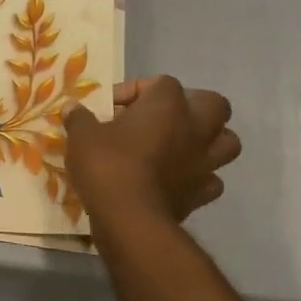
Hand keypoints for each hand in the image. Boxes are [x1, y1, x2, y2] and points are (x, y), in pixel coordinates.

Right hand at [64, 76, 240, 224]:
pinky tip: (179, 179)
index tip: (111, 107)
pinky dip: (199, 177)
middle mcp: (195, 127)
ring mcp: (205, 162)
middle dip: (193, 106)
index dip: (135, 91)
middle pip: (213, 103)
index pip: (160, 82)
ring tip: (179, 146)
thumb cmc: (107, 165)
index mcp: (168, 104)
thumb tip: (72, 107)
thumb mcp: (82, 136)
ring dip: (208, 141)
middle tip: (162, 118)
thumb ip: (80, 117)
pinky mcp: (203, 193)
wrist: (129, 217)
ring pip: (227, 141)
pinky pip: (211, 179)